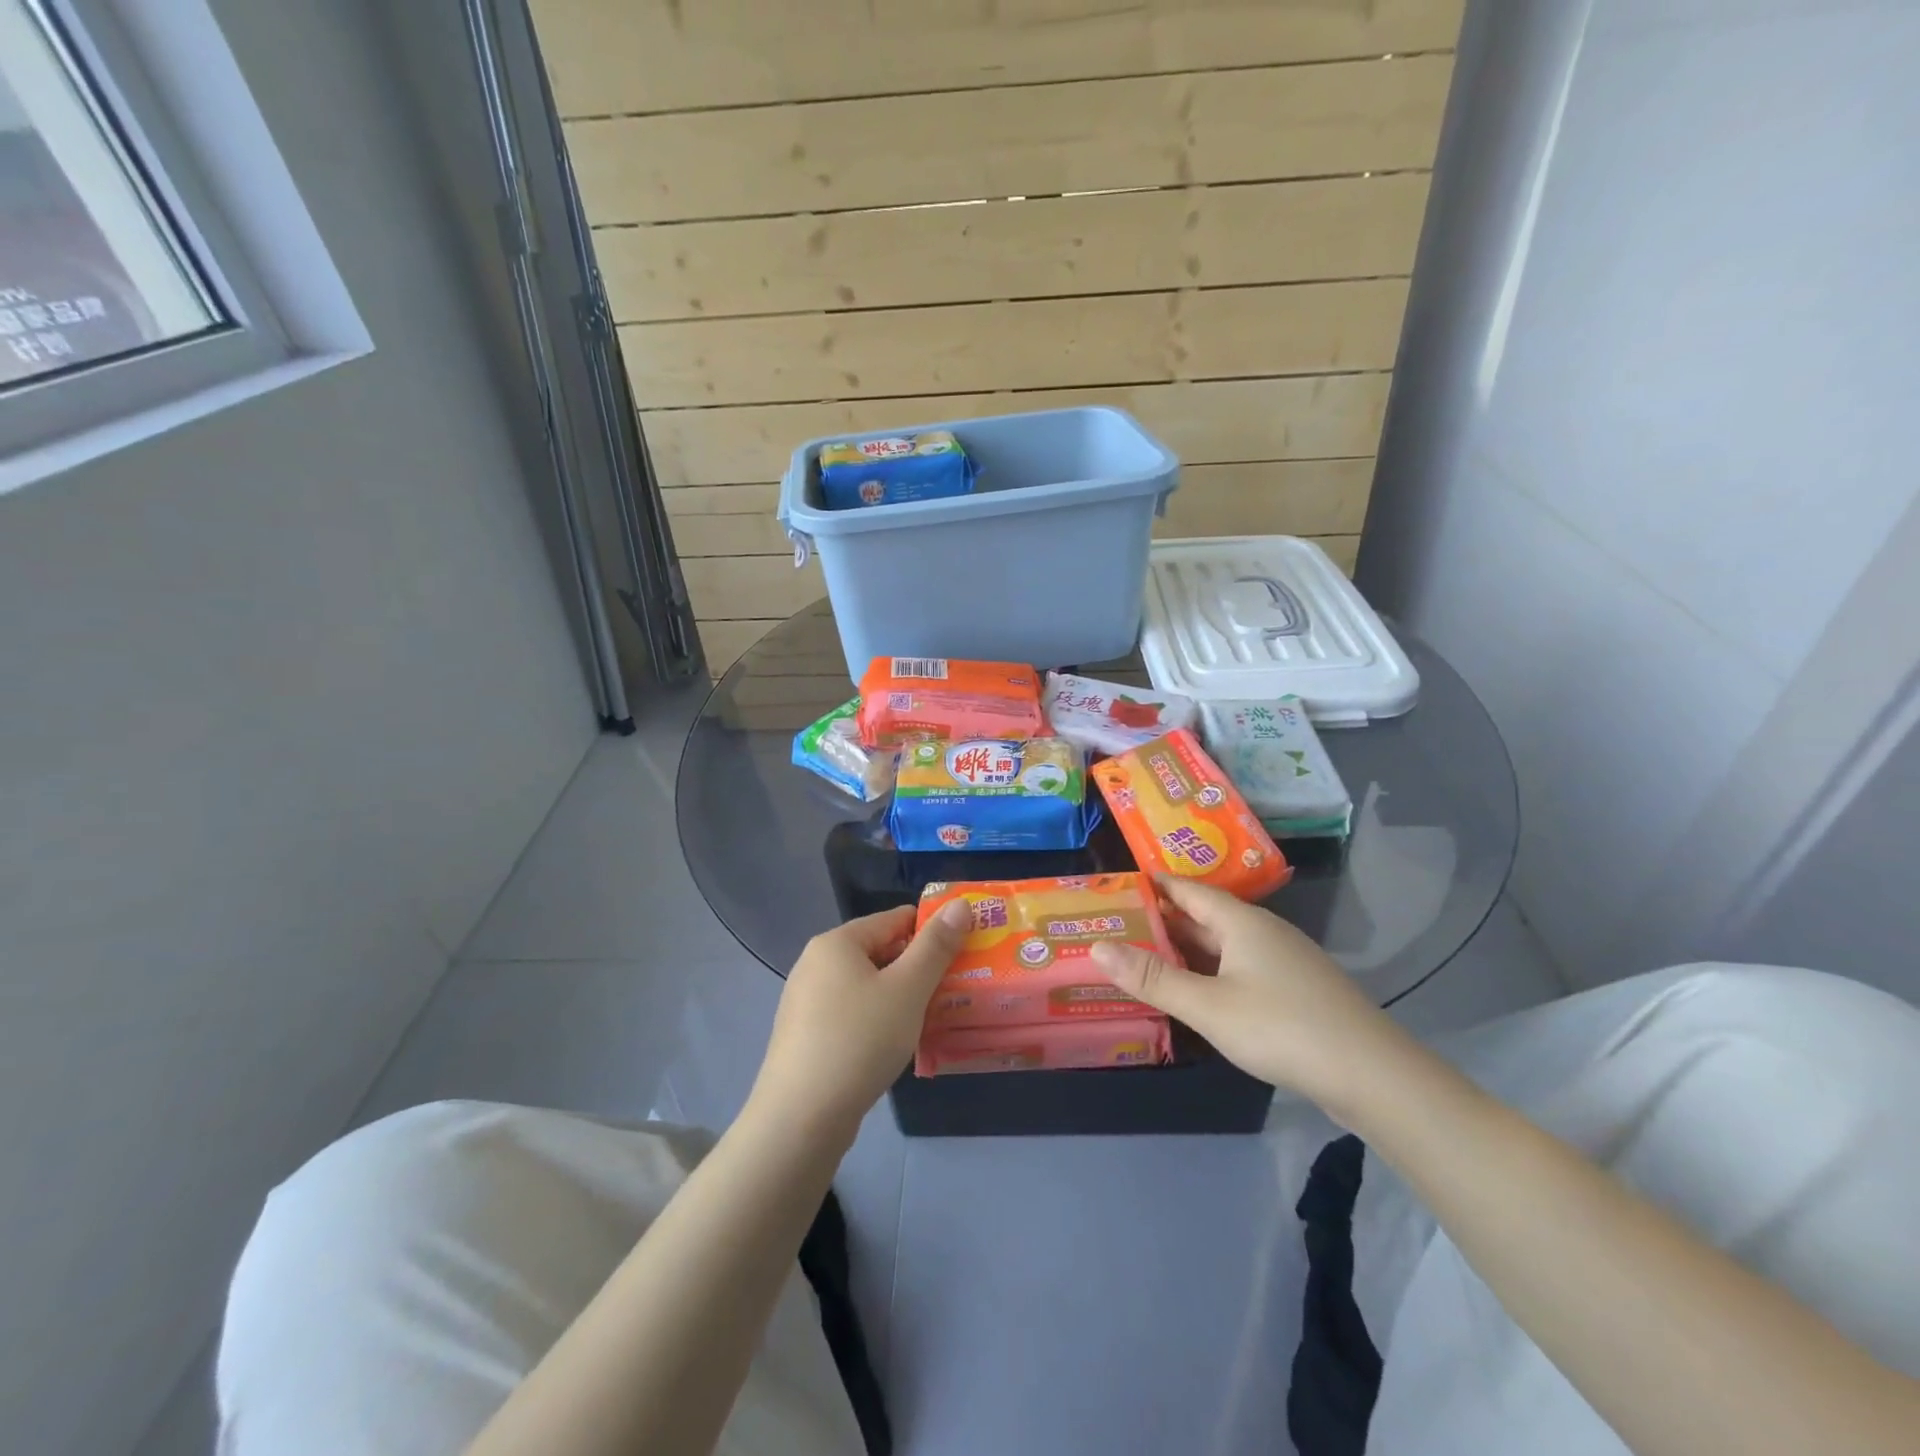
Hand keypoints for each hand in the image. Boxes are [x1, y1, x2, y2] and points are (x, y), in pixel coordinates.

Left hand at [750, 900, 972, 1135]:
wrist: (800, 1119)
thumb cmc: (859, 1041)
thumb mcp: (908, 989)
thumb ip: (936, 945)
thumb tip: (959, 904)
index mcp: (837, 943)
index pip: (895, 919)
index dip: (933, 931)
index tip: (966, 951)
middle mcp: (816, 964)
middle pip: (880, 952)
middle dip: (919, 968)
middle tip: (956, 988)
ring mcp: (806, 1002)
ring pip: (867, 987)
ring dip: (901, 998)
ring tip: (935, 1018)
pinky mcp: (806, 1037)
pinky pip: (852, 1015)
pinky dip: (878, 1021)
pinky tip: (897, 1045)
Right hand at [1089, 876, 1407, 1114]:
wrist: (1373, 1074)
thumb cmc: (1281, 1028)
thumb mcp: (1207, 1005)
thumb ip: (1152, 978)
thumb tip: (1097, 946)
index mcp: (1241, 922)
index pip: (1188, 889)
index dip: (1154, 885)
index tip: (1118, 885)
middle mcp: (1263, 932)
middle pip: (1205, 916)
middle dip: (1164, 920)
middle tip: (1119, 925)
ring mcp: (1284, 960)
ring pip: (1224, 945)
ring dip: (1187, 948)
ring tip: (1146, 956)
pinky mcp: (1296, 989)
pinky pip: (1241, 967)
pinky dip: (1210, 971)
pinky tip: (1197, 991)